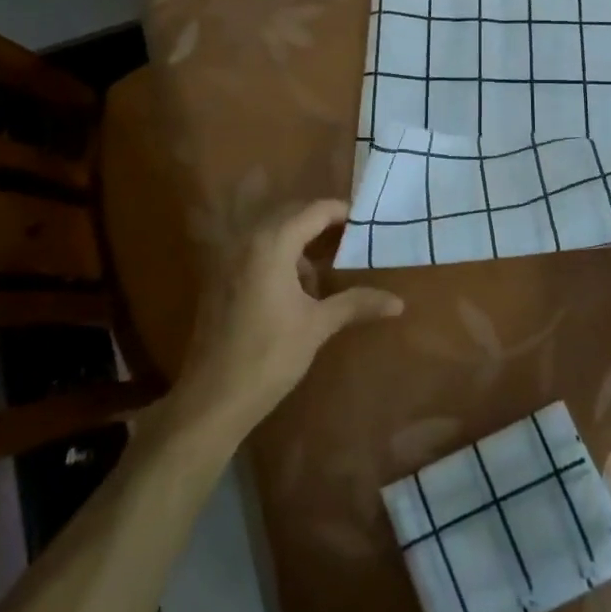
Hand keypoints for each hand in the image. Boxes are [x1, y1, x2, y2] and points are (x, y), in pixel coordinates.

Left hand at [168, 200, 403, 439]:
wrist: (212, 400)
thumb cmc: (269, 356)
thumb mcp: (318, 326)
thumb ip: (356, 303)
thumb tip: (398, 302)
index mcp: (272, 244)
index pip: (314, 211)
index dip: (342, 212)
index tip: (366, 222)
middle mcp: (247, 240)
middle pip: (291, 215)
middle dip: (321, 224)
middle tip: (351, 242)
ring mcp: (228, 258)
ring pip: (271, 233)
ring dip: (299, 242)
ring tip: (323, 273)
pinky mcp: (219, 278)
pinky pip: (255, 250)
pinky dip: (278, 256)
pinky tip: (294, 289)